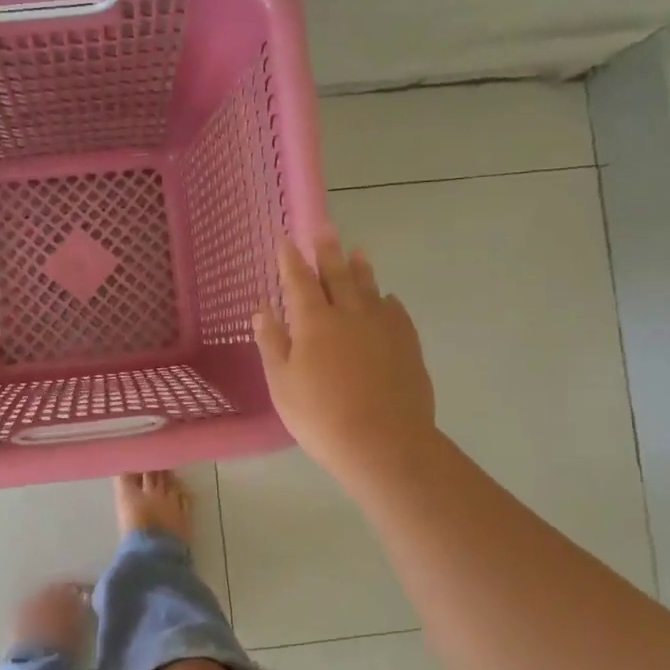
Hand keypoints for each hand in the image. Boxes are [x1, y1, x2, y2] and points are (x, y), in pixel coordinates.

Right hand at [253, 233, 436, 479]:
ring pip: (370, 288)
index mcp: (314, 322)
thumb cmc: (321, 416)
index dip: (291, 259)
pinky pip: (396, 312)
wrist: (384, 442)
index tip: (286, 238)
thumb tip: (262, 308)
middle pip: (337, 275)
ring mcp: (383, 327)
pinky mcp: (407, 345)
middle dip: (328, 251)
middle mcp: (349, 314)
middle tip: (326, 227)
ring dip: (361, 269)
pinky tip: (387, 300)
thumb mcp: (282, 383)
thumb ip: (272, 342)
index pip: (298, 281)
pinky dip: (387, 301)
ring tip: (358, 252)